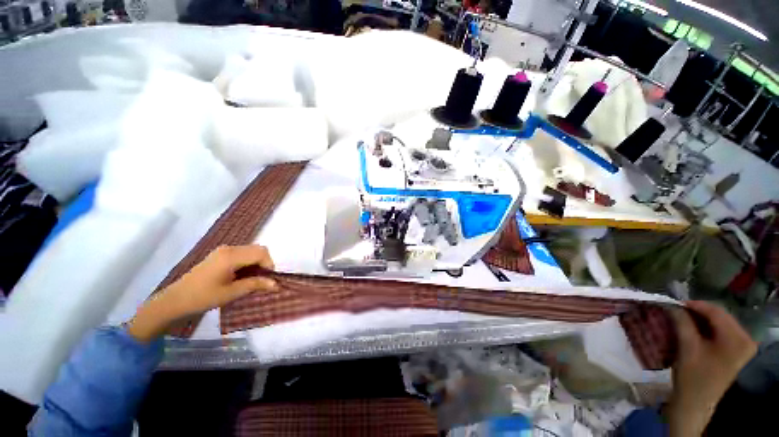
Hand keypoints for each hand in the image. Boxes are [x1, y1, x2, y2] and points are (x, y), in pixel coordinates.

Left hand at [128, 245, 276, 341]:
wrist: (174, 301)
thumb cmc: (202, 297)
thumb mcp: (231, 293)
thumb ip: (255, 285)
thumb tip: (276, 284)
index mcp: (231, 256)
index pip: (261, 253)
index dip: (269, 265)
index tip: (269, 280)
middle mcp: (229, 249)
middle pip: (257, 249)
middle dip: (265, 263)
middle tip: (262, 280)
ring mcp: (223, 251)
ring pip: (251, 251)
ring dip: (257, 263)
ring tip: (252, 280)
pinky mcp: (219, 255)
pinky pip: (242, 254)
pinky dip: (248, 263)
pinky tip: (242, 276)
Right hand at [667, 301, 756, 436]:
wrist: (696, 402)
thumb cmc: (692, 376)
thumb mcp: (686, 347)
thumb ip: (682, 322)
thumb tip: (673, 305)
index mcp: (737, 339)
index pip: (716, 312)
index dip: (694, 305)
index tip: (674, 303)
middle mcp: (745, 339)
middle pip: (720, 316)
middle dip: (698, 312)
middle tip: (677, 311)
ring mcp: (743, 346)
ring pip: (720, 322)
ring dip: (701, 319)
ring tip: (683, 319)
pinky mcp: (738, 350)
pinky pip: (722, 331)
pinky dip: (707, 327)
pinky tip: (694, 329)